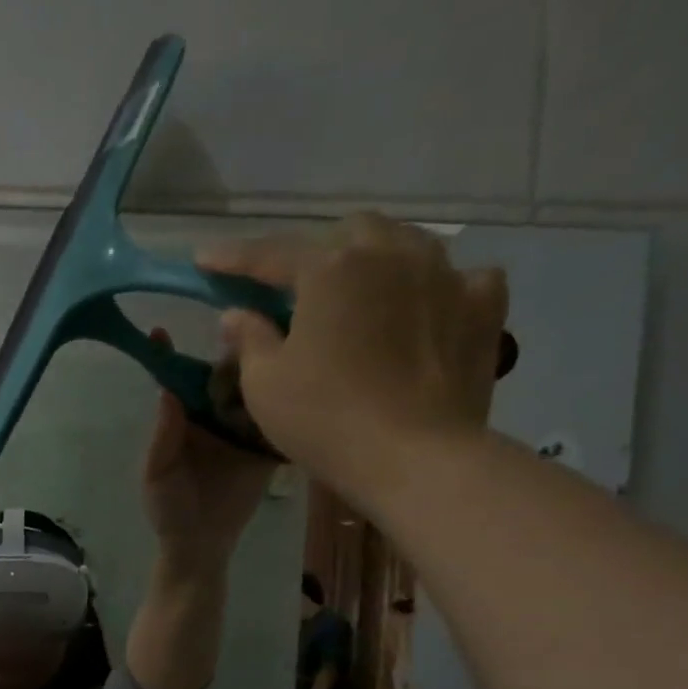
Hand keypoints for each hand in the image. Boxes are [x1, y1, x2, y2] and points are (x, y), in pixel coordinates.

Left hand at [140, 330, 276, 564]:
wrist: (202, 546)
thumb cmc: (168, 509)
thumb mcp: (158, 474)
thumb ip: (164, 436)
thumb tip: (166, 391)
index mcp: (185, 418)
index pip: (178, 380)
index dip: (171, 355)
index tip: (162, 328)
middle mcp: (215, 416)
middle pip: (226, 375)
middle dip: (237, 350)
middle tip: (253, 320)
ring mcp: (244, 430)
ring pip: (257, 391)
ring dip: (269, 369)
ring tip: (288, 337)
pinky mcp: (268, 447)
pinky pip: (280, 421)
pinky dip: (291, 405)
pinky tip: (309, 380)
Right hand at [197, 214, 509, 501]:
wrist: (414, 455)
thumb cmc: (324, 418)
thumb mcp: (264, 384)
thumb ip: (249, 339)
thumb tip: (238, 313)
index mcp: (331, 270)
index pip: (271, 255)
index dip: (234, 257)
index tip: (205, 258)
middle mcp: (391, 254)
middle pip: (351, 233)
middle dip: (320, 252)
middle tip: (299, 287)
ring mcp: (446, 275)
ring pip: (407, 244)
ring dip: (377, 261)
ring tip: (362, 292)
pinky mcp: (483, 306)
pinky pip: (462, 278)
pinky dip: (438, 287)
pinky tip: (427, 308)